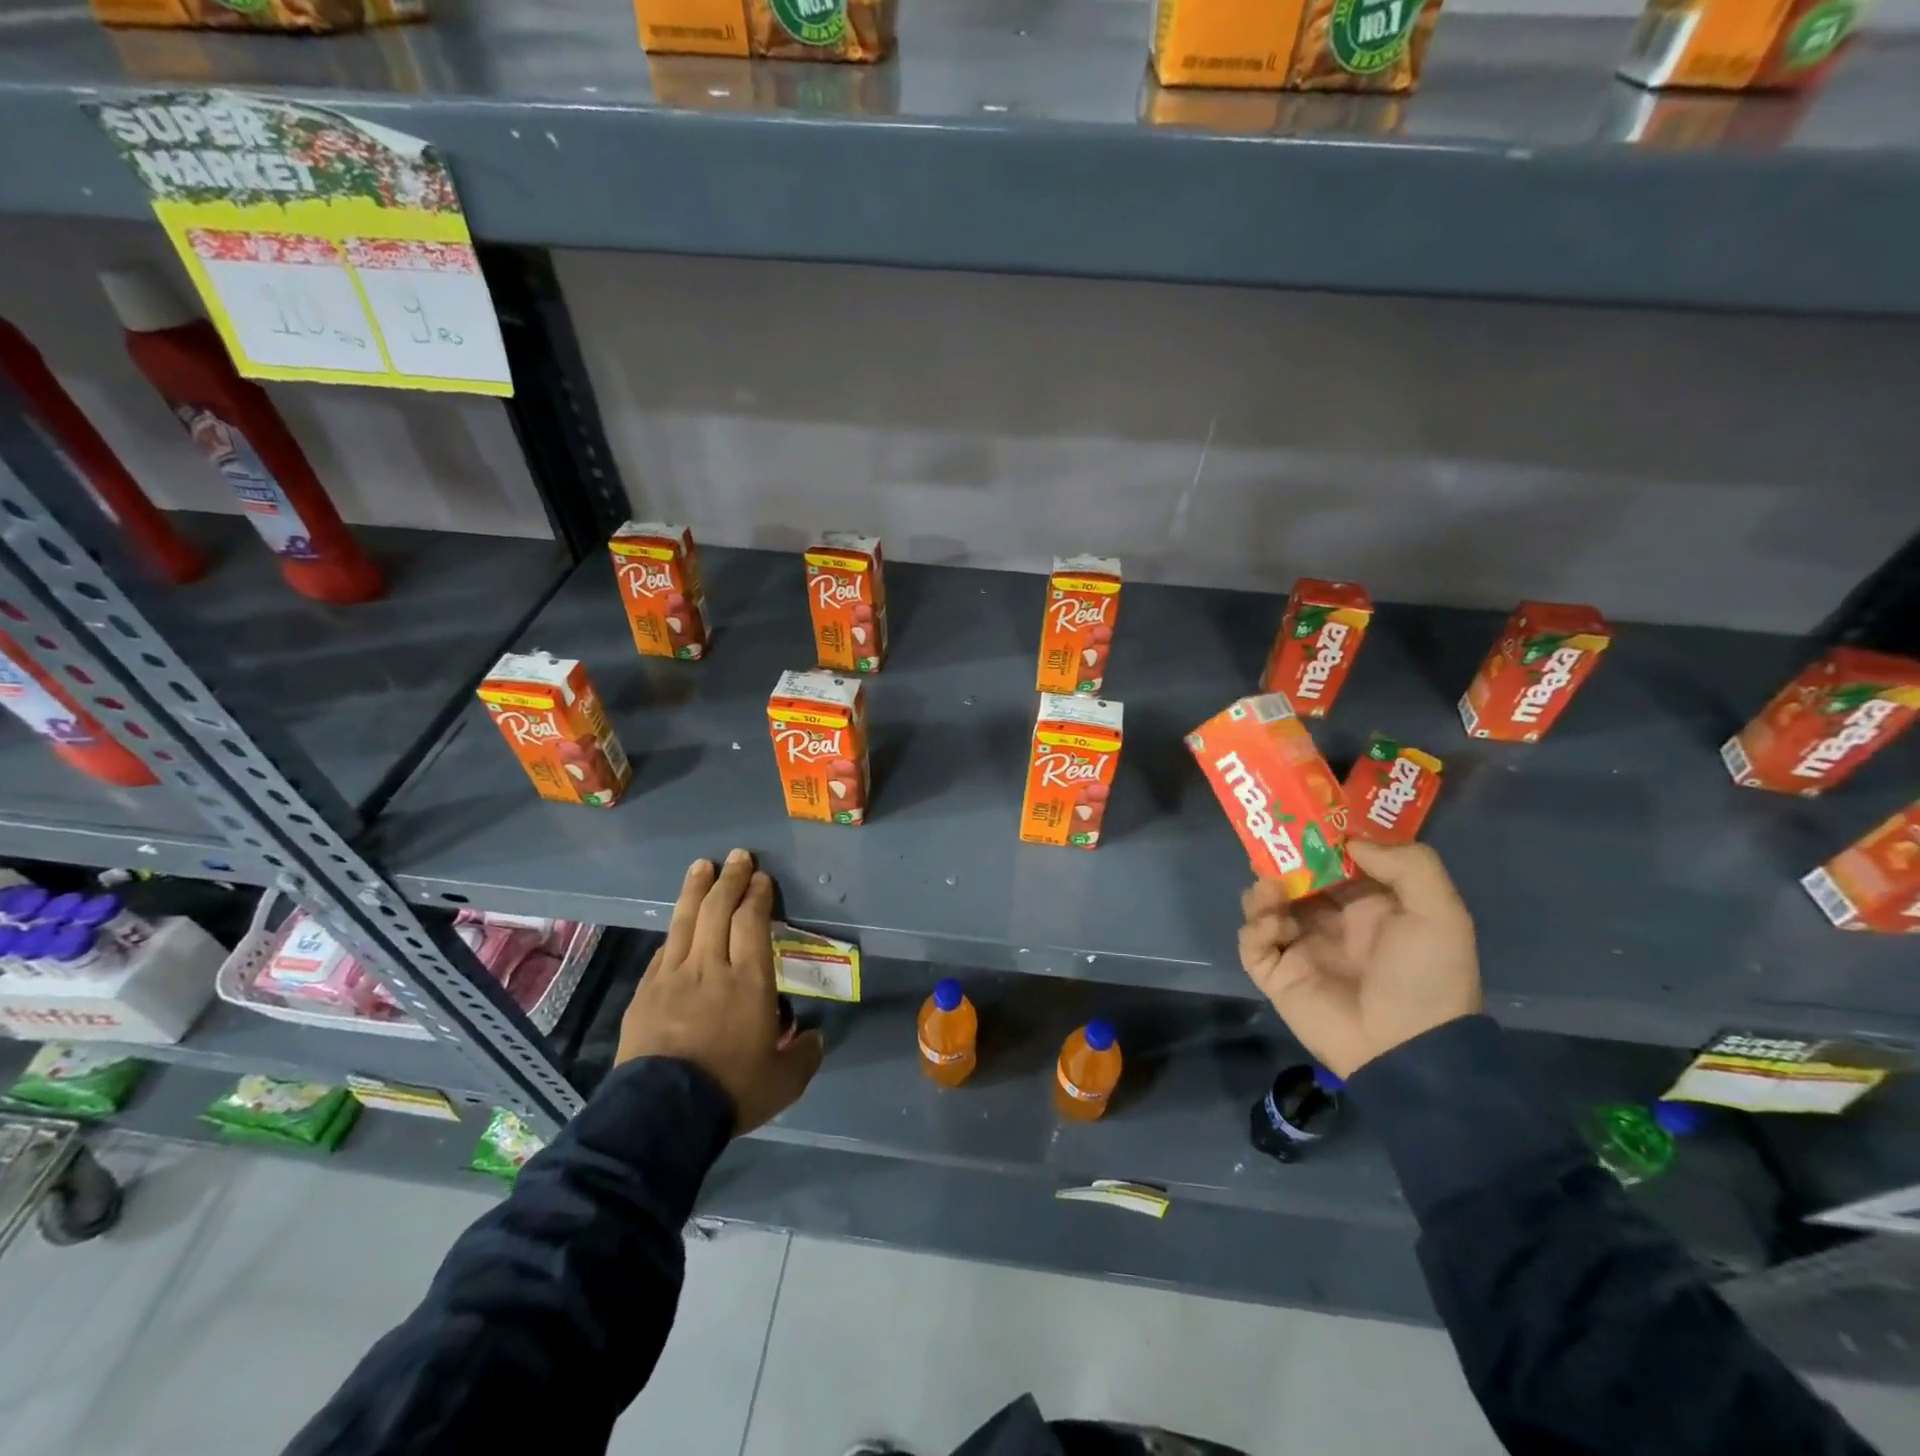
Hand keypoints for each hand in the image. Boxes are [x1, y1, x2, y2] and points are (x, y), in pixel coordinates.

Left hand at [617, 849, 823, 1134]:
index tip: (761, 878)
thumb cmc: (730, 1090)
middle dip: (730, 879)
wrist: (661, 1115)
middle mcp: (711, 967)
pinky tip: (677, 923)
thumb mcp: (783, 1081)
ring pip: (685, 921)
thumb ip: (804, 1056)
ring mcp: (673, 976)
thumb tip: (815, 1038)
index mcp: (749, 980)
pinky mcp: (645, 992)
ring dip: (696, 890)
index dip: (757, 895)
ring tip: (701, 866)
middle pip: (718, 910)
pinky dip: (674, 930)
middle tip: (737, 857)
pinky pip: (663, 950)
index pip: (752, 921)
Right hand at [1238, 839, 1480, 1079]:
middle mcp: (1330, 921)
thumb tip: (1349, 844)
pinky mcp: (1277, 973)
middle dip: (1280, 861)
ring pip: (1265, 906)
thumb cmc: (1425, 975)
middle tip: (1268, 846)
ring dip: (1263, 892)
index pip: (1334, 863)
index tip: (1301, 821)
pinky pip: (1252, 942)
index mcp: (1367, 906)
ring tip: (1272, 890)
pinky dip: (1255, 927)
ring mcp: (1301, 947)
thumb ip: (1407, 864)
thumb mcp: (1440, 913)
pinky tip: (1272, 925)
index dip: (1317, 841)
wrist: (1407, 1048)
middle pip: (1293, 879)